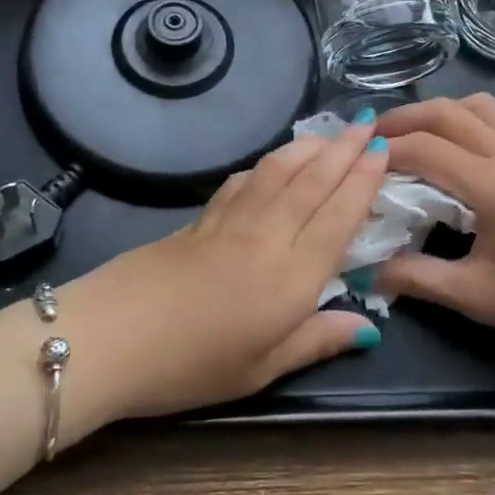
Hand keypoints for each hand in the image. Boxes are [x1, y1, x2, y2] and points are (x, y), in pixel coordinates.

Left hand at [58, 118, 389, 428]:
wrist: (111, 337)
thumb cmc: (192, 365)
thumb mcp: (261, 369)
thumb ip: (316, 341)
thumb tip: (368, 326)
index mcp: (291, 276)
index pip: (338, 216)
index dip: (363, 181)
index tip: (383, 151)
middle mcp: (266, 236)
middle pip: (312, 182)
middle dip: (344, 150)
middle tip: (368, 125)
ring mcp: (229, 222)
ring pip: (277, 172)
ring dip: (307, 148)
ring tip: (329, 134)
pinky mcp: (199, 219)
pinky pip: (242, 181)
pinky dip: (265, 165)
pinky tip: (270, 164)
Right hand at [373, 95, 494, 354]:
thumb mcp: (474, 295)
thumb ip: (415, 278)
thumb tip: (366, 270)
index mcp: (490, 182)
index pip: (424, 147)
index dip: (383, 151)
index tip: (351, 165)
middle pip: (446, 111)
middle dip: (402, 119)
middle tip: (368, 141)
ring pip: (473, 108)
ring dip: (435, 114)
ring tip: (407, 140)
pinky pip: (490, 122)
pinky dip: (458, 123)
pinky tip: (446, 156)